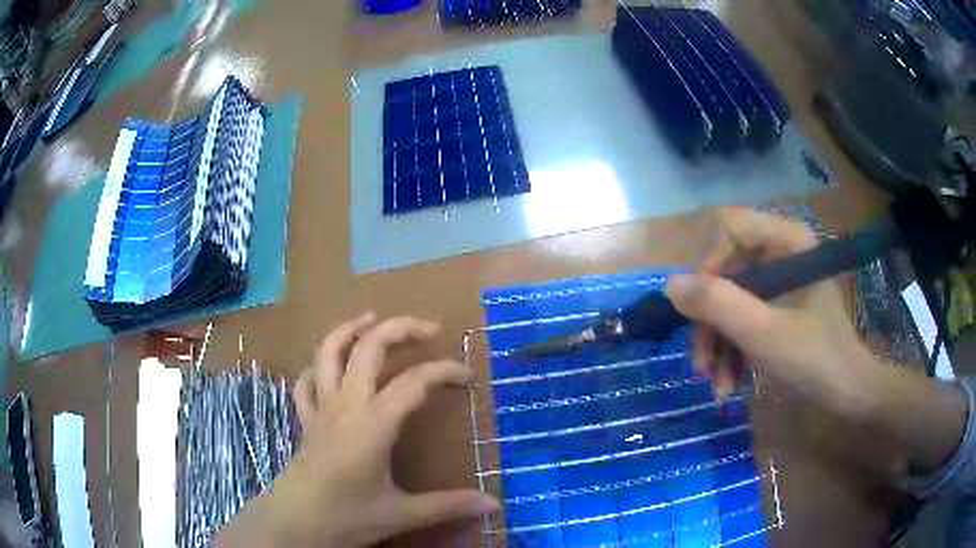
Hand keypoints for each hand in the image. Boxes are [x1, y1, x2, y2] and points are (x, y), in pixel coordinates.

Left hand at [223, 313, 499, 547]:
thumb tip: (494, 505)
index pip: (414, 382)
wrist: (295, 522)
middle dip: (399, 329)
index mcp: (373, 423)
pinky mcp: (306, 419)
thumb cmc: (347, 516)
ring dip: (351, 329)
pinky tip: (331, 366)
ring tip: (373, 319)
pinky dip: (319, 365)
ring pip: (328, 352)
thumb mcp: (402, 514)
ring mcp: (321, 408)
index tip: (467, 376)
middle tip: (428, 329)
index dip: (444, 371)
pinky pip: (306, 380)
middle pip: (368, 347)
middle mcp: (345, 405)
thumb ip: (449, 505)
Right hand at [664, 208, 879, 413]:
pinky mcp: (782, 308)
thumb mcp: (762, 333)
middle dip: (712, 323)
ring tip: (716, 385)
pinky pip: (748, 318)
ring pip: (735, 301)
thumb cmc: (814, 358)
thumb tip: (670, 283)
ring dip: (720, 345)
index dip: (710, 267)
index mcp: (788, 243)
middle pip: (729, 272)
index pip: (732, 230)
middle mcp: (783, 254)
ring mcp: (782, 284)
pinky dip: (735, 351)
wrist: (848, 393)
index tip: (700, 310)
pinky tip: (729, 383)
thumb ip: (717, 304)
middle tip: (702, 364)